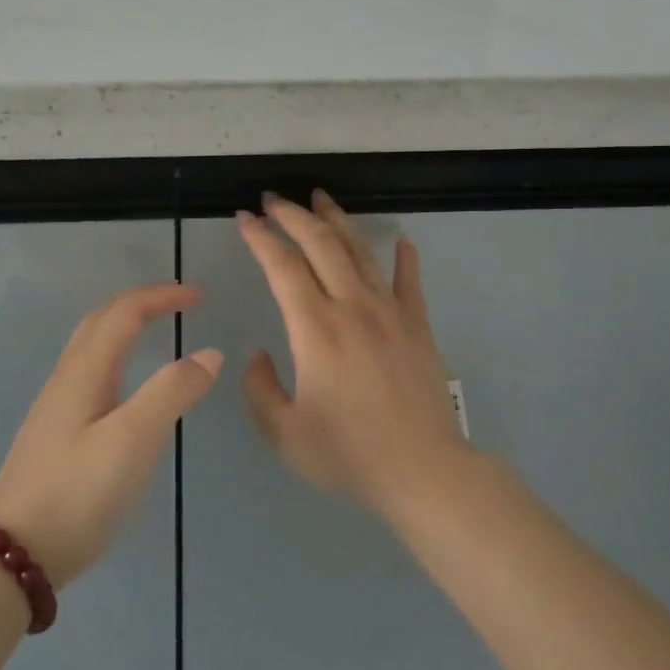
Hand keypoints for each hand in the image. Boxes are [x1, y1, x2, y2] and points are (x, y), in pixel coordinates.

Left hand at [0, 283, 221, 588]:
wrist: (13, 554)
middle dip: (140, 303)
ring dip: (124, 328)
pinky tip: (127, 389)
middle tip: (179, 305)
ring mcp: (55, 408)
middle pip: (99, 322)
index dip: (161, 296)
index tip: (201, 297)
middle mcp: (66, 380)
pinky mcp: (55, 435)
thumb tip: (208, 353)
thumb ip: (172, 392)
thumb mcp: (133, 440)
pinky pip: (89, 375)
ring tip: (156, 332)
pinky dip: (116, 358)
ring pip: (90, 348)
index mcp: (84, 372)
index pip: (123, 313)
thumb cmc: (78, 493)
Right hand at [237, 191, 467, 513]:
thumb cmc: (348, 455)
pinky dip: (403, 257)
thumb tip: (259, 356)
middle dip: (294, 216)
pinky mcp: (418, 326)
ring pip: (361, 252)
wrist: (424, 471)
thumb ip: (260, 390)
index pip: (283, 267)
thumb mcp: (284, 433)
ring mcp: (391, 313)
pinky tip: (401, 239)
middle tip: (274, 199)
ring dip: (338, 221)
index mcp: (315, 330)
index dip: (261, 238)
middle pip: (322, 245)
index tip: (245, 218)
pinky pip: (409, 281)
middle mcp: (352, 308)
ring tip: (320, 197)